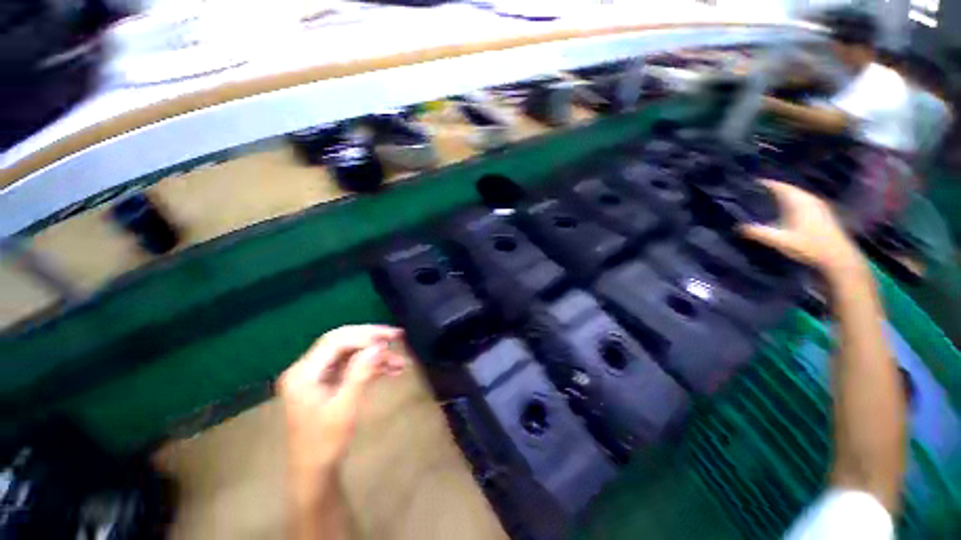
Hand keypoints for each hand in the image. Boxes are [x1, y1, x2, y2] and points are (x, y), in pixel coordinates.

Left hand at [278, 325, 404, 475]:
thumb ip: (361, 373)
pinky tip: (390, 370)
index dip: (365, 336)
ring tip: (400, 362)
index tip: (391, 338)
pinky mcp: (326, 382)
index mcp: (304, 373)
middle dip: (371, 338)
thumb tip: (380, 345)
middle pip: (342, 341)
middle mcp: (307, 369)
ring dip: (375, 355)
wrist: (314, 472)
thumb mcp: (346, 408)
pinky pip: (350, 365)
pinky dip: (370, 366)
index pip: (336, 341)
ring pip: (349, 353)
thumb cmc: (325, 443)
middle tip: (397, 336)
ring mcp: (316, 375)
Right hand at [739, 180, 865, 276]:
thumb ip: (757, 232)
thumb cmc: (808, 246)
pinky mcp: (822, 213)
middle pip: (786, 189)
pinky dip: (789, 203)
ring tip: (764, 202)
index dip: (762, 184)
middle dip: (770, 190)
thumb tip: (737, 227)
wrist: (838, 258)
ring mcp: (817, 205)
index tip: (746, 186)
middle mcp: (808, 198)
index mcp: (798, 200)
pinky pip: (801, 201)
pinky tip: (783, 212)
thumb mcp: (779, 240)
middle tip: (752, 195)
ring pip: (794, 195)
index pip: (777, 186)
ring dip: (780, 197)